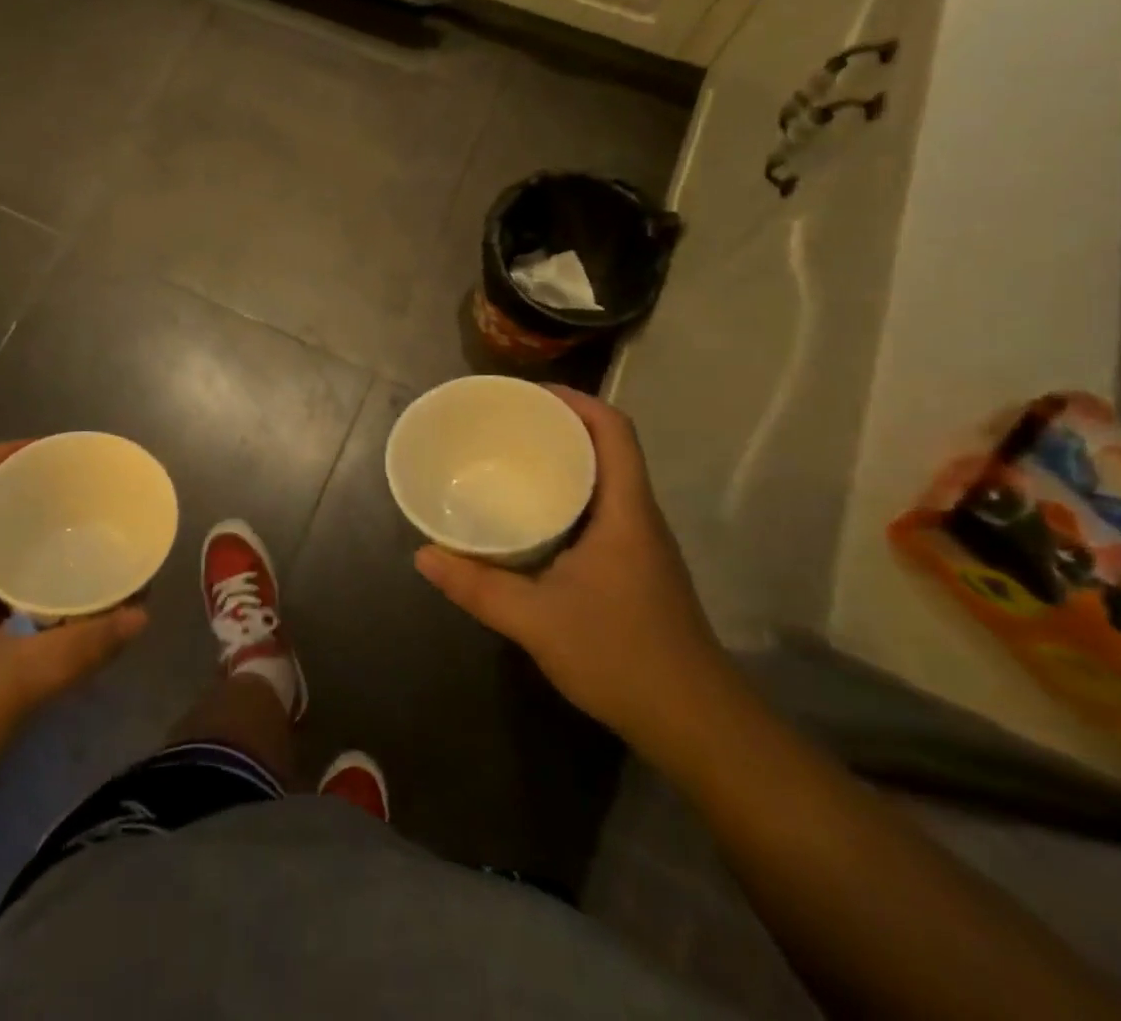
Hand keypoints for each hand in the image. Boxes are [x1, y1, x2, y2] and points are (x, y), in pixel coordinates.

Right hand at [414, 387, 731, 749]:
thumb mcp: (536, 620)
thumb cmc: (622, 656)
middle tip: (506, 424)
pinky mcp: (636, 570)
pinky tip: (533, 520)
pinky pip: (601, 511)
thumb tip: (423, 554)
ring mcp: (641, 546)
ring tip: (512, 461)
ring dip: (565, 462)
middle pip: (608, 448)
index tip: (528, 394)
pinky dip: (568, 498)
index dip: (576, 400)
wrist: (697, 725)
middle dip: (560, 426)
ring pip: (605, 481)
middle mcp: (639, 517)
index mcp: (625, 511)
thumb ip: (478, 586)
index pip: (613, 430)